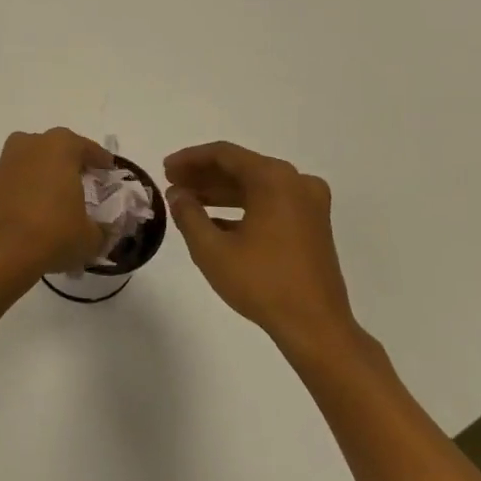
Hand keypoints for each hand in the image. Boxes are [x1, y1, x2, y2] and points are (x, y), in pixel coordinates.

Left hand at [0, 128, 112, 278]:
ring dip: (46, 176)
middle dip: (71, 165)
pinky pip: (18, 180)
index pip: (88, 148)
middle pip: (57, 150)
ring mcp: (7, 161)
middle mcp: (31, 144)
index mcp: (61, 146)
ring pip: (34, 163)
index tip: (109, 172)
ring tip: (59, 201)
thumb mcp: (91, 237)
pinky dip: (28, 190)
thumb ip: (103, 229)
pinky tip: (36, 211)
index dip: (101, 162)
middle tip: (84, 184)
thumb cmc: (53, 233)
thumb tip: (104, 230)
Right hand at [163, 141, 358, 360]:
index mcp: (274, 179)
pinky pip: (271, 203)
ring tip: (188, 202)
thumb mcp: (212, 248)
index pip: (224, 154)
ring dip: (221, 192)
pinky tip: (215, 222)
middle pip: (242, 167)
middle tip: (173, 184)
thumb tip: (177, 194)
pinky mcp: (313, 225)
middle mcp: (296, 182)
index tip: (165, 169)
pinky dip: (242, 207)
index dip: (190, 159)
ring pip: (256, 186)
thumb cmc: (261, 282)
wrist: (316, 326)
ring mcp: (309, 204)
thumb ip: (188, 214)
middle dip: (204, 175)